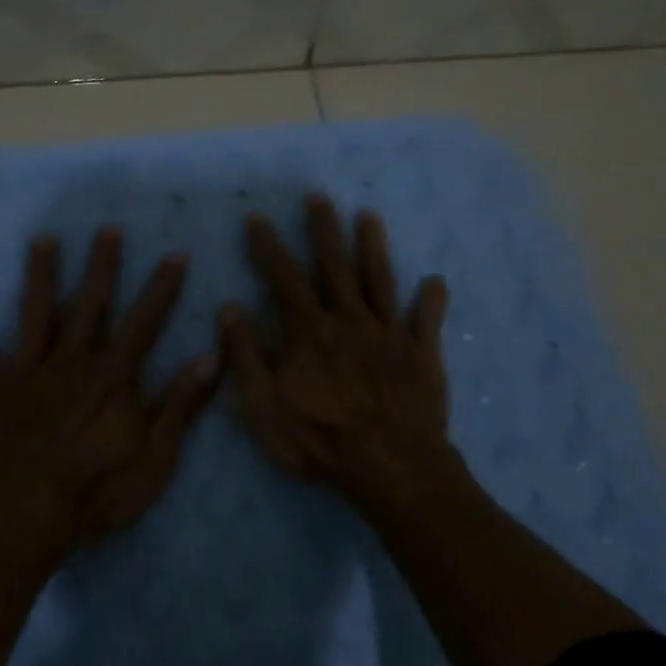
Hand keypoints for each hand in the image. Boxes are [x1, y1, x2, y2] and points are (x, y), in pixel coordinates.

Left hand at [0, 226, 218, 561]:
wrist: (21, 519)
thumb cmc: (94, 493)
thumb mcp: (154, 458)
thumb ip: (180, 405)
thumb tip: (210, 357)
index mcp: (112, 376)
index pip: (145, 321)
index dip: (163, 287)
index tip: (175, 254)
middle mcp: (72, 360)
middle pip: (90, 303)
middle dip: (102, 265)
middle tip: (107, 229)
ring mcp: (26, 370)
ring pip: (36, 311)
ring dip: (41, 274)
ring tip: (43, 239)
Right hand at [220, 196, 458, 513]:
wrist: (392, 468)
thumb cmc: (321, 440)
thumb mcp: (265, 405)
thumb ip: (246, 355)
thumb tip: (230, 308)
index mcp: (310, 331)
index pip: (283, 279)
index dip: (268, 248)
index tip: (258, 219)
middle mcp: (349, 320)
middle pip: (334, 267)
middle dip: (324, 230)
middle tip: (319, 197)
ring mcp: (390, 334)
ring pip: (380, 281)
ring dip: (373, 248)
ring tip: (370, 217)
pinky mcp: (422, 354)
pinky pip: (428, 320)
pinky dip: (431, 299)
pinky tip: (435, 279)